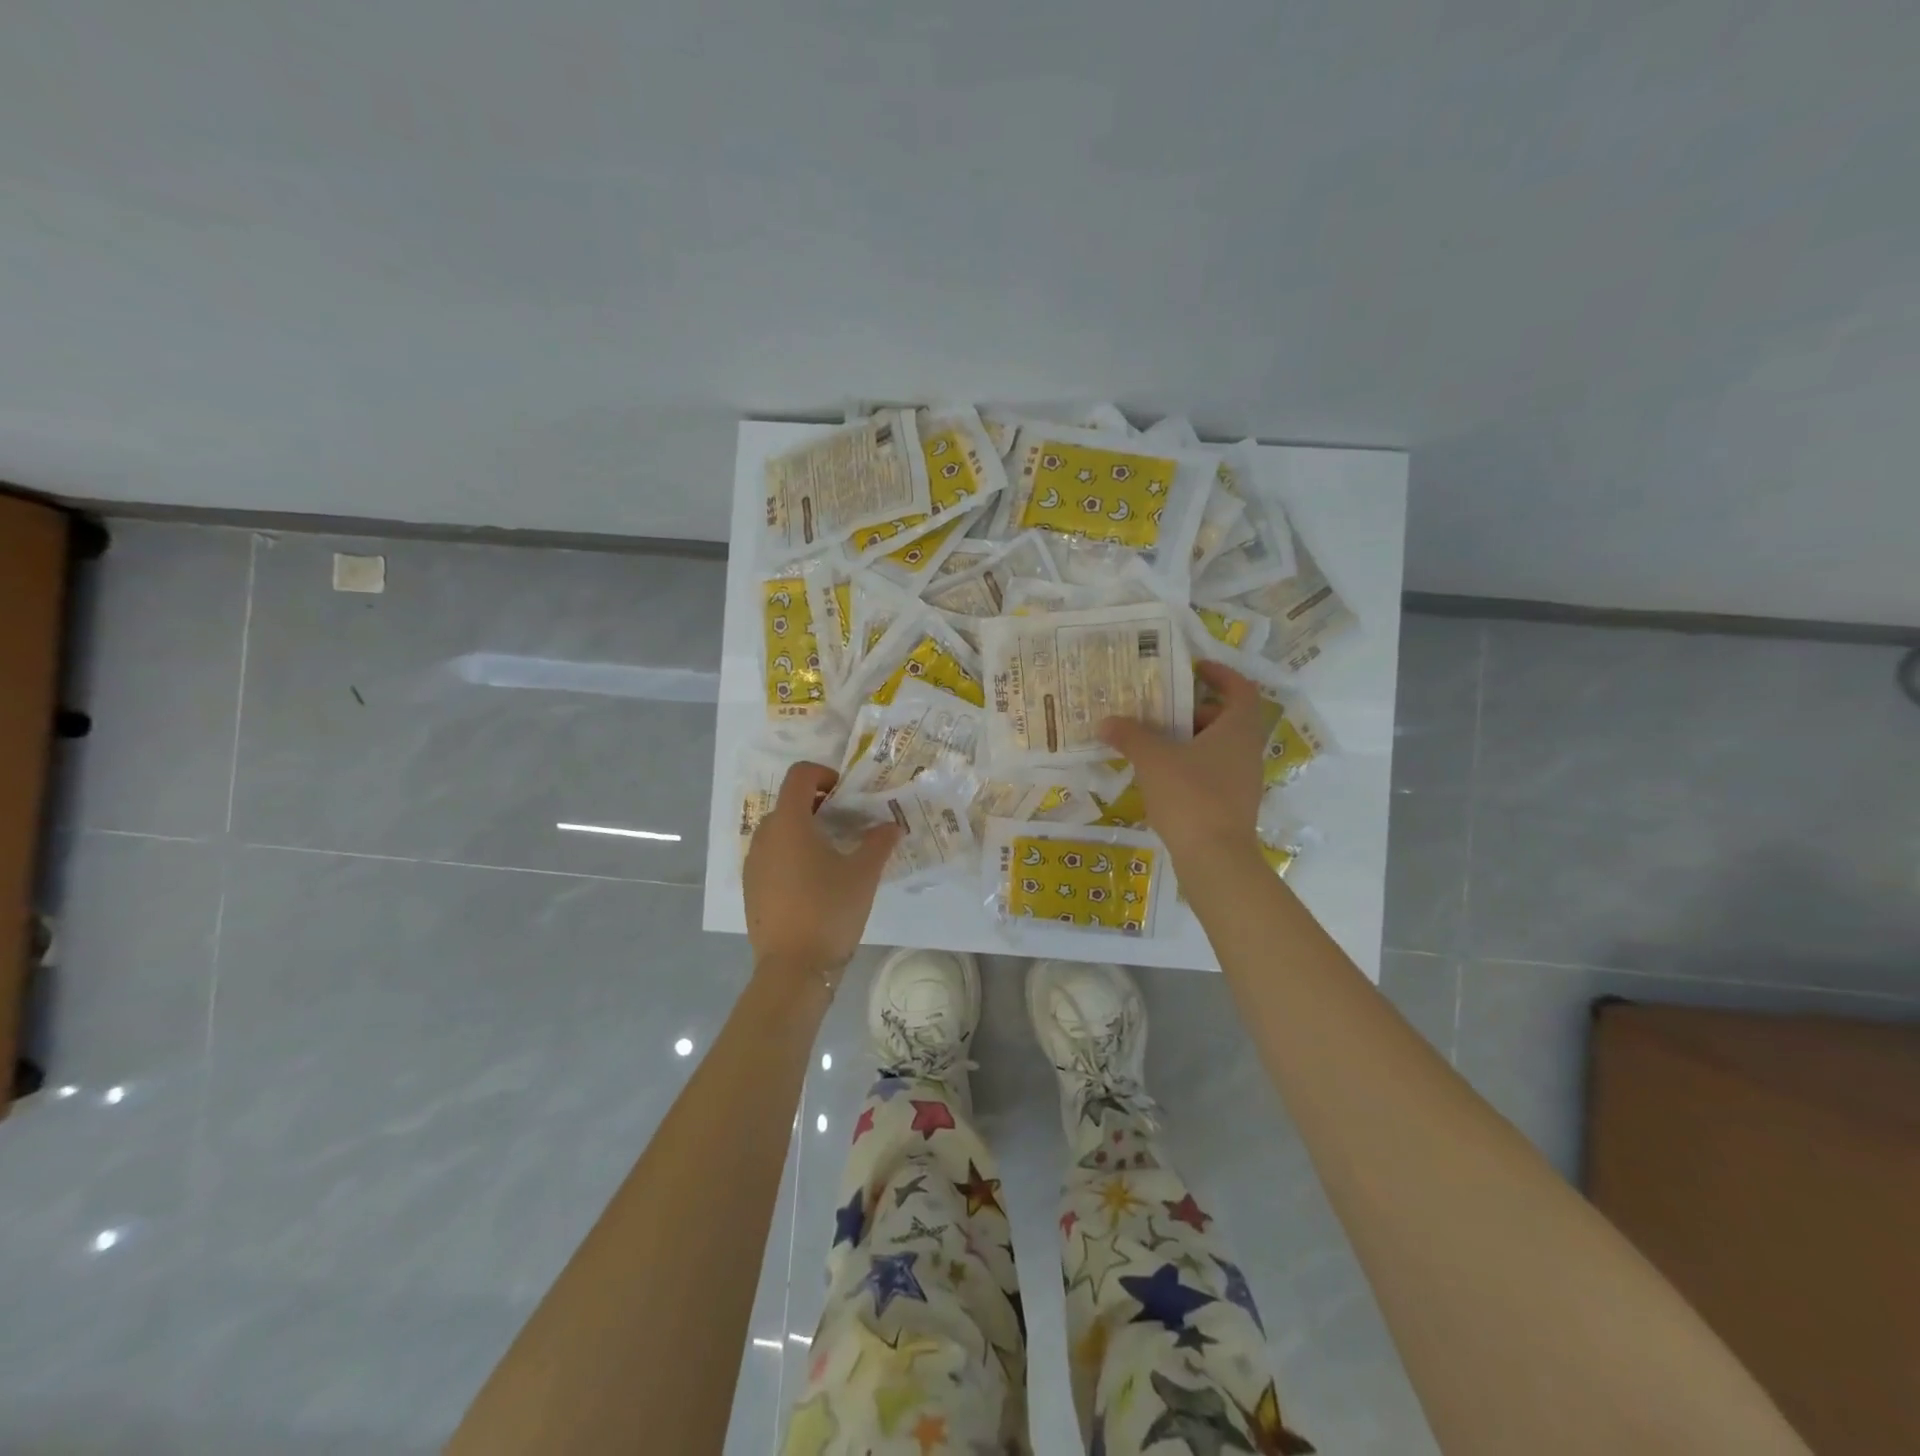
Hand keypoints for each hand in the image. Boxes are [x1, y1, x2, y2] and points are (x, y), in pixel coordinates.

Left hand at [743, 762, 900, 987]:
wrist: (793, 968)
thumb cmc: (830, 910)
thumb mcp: (863, 874)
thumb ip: (878, 842)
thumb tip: (891, 825)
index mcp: (790, 823)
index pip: (800, 776)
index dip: (824, 774)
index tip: (846, 794)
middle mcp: (764, 836)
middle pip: (789, 803)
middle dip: (818, 805)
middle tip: (847, 824)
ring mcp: (753, 863)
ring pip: (779, 831)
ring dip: (805, 831)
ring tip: (833, 854)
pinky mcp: (751, 888)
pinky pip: (771, 856)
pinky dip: (791, 854)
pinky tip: (814, 882)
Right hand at [1097, 661, 1265, 864]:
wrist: (1215, 859)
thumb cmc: (1190, 796)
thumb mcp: (1153, 759)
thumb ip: (1130, 736)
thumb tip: (1107, 722)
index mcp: (1238, 729)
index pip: (1240, 688)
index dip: (1220, 673)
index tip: (1193, 668)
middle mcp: (1247, 750)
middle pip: (1225, 718)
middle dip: (1192, 710)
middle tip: (1160, 710)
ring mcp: (1243, 780)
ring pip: (1217, 747)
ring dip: (1187, 740)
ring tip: (1152, 742)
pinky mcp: (1232, 805)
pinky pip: (1211, 772)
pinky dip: (1189, 766)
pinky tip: (1159, 776)